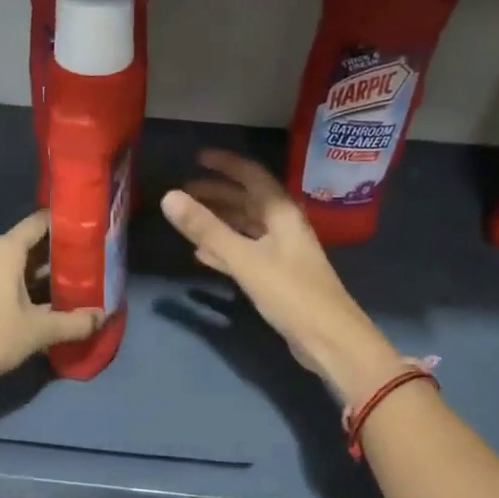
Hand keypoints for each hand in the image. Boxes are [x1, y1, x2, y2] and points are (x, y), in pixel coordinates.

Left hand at [0, 212, 103, 392]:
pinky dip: (18, 282)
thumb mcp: (38, 331)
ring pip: (11, 262)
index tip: (87, 230)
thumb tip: (103, 317)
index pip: (38, 222)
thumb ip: (74, 322)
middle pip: (26, 243)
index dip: (63, 223)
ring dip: (36, 271)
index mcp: (4, 250)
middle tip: (84, 263)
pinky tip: (37, 301)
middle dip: (54, 253)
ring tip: (66, 283)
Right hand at [161, 151, 404, 406]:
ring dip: (218, 221)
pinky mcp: (277, 277)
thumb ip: (207, 229)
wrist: (329, 339)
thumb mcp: (244, 259)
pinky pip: (245, 252)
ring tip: (187, 219)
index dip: (225, 165)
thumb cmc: (290, 293)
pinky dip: (224, 249)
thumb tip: (169, 196)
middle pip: (247, 201)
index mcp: (281, 213)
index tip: (197, 158)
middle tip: (184, 192)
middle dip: (216, 193)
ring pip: (245, 227)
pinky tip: (202, 256)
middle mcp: (283, 226)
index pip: (251, 176)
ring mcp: (281, 252)